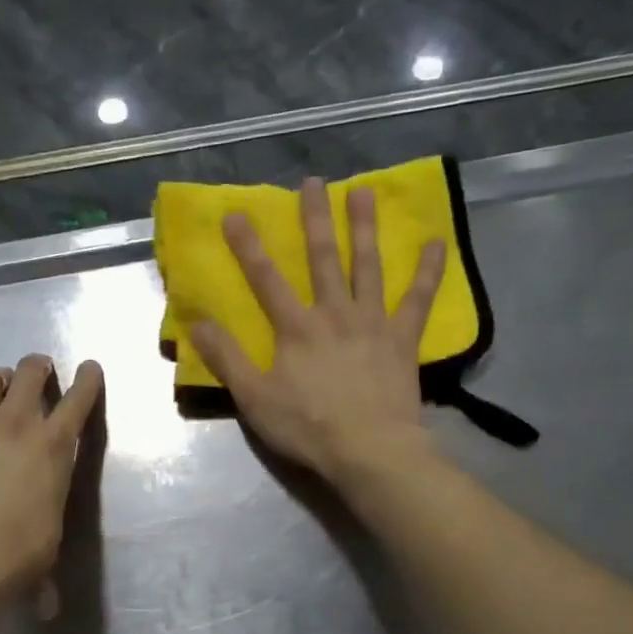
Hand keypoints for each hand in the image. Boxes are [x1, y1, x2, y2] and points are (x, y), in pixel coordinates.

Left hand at [0, 355, 103, 602]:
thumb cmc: (19, 553)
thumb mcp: (46, 545)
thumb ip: (44, 565)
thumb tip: (47, 610)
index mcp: (53, 446)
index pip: (79, 399)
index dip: (88, 380)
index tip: (90, 367)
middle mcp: (16, 424)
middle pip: (30, 373)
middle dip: (37, 366)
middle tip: (38, 370)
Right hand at [190, 178, 445, 486]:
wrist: (369, 451)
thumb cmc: (308, 427)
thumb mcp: (254, 398)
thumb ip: (227, 358)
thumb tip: (197, 321)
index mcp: (296, 328)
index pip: (266, 279)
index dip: (248, 246)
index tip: (236, 213)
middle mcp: (334, 313)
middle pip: (322, 259)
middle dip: (314, 219)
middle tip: (313, 182)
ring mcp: (372, 322)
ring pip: (368, 266)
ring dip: (365, 228)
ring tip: (364, 192)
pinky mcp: (403, 339)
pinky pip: (418, 300)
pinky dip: (427, 272)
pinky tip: (435, 243)